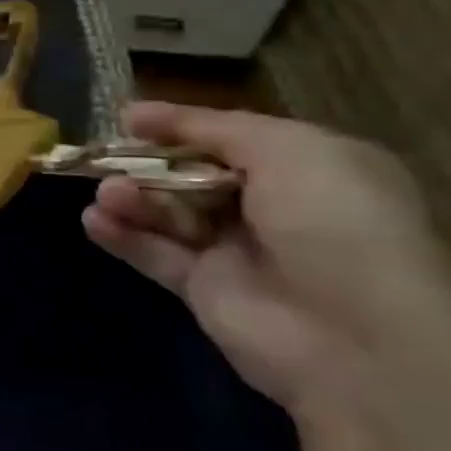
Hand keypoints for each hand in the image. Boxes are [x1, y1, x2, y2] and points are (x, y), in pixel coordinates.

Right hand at [82, 101, 450, 418]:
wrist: (356, 337)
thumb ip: (210, 128)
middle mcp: (274, 207)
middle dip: (149, 164)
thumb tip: (136, 113)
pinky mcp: (204, 289)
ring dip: (133, 198)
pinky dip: (122, 236)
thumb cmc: (333, 223)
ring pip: (169, 212)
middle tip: (109, 160)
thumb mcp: (286, 150)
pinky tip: (95, 221)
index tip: (128, 119)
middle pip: (191, 173)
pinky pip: (154, 253)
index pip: (231, 137)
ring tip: (108, 196)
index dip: (180, 126)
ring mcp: (237, 250)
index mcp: (310, 168)